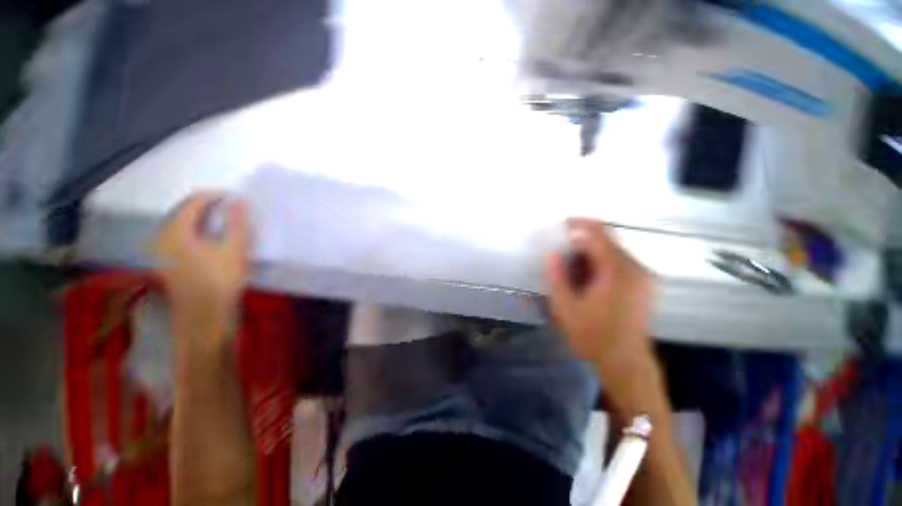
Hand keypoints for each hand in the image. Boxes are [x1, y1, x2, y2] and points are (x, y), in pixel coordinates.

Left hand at [154, 193, 250, 319]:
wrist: (205, 316)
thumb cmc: (220, 280)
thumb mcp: (235, 249)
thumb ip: (237, 222)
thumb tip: (240, 200)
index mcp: (175, 231)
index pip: (193, 202)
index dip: (215, 196)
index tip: (235, 197)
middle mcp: (162, 237)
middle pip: (183, 211)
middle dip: (207, 206)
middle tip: (231, 208)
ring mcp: (161, 251)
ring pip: (182, 224)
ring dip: (202, 218)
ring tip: (224, 220)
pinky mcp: (167, 262)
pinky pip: (180, 236)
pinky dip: (196, 230)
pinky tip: (211, 237)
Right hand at [547, 218, 654, 379]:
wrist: (625, 363)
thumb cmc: (592, 336)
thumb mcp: (565, 306)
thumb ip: (557, 276)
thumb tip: (553, 253)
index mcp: (618, 271)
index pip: (599, 235)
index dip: (580, 224)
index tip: (562, 223)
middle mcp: (636, 269)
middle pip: (608, 241)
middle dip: (583, 242)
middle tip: (562, 254)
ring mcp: (644, 277)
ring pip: (614, 252)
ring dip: (592, 254)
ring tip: (572, 269)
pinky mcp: (645, 286)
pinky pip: (621, 263)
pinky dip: (602, 263)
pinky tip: (589, 279)